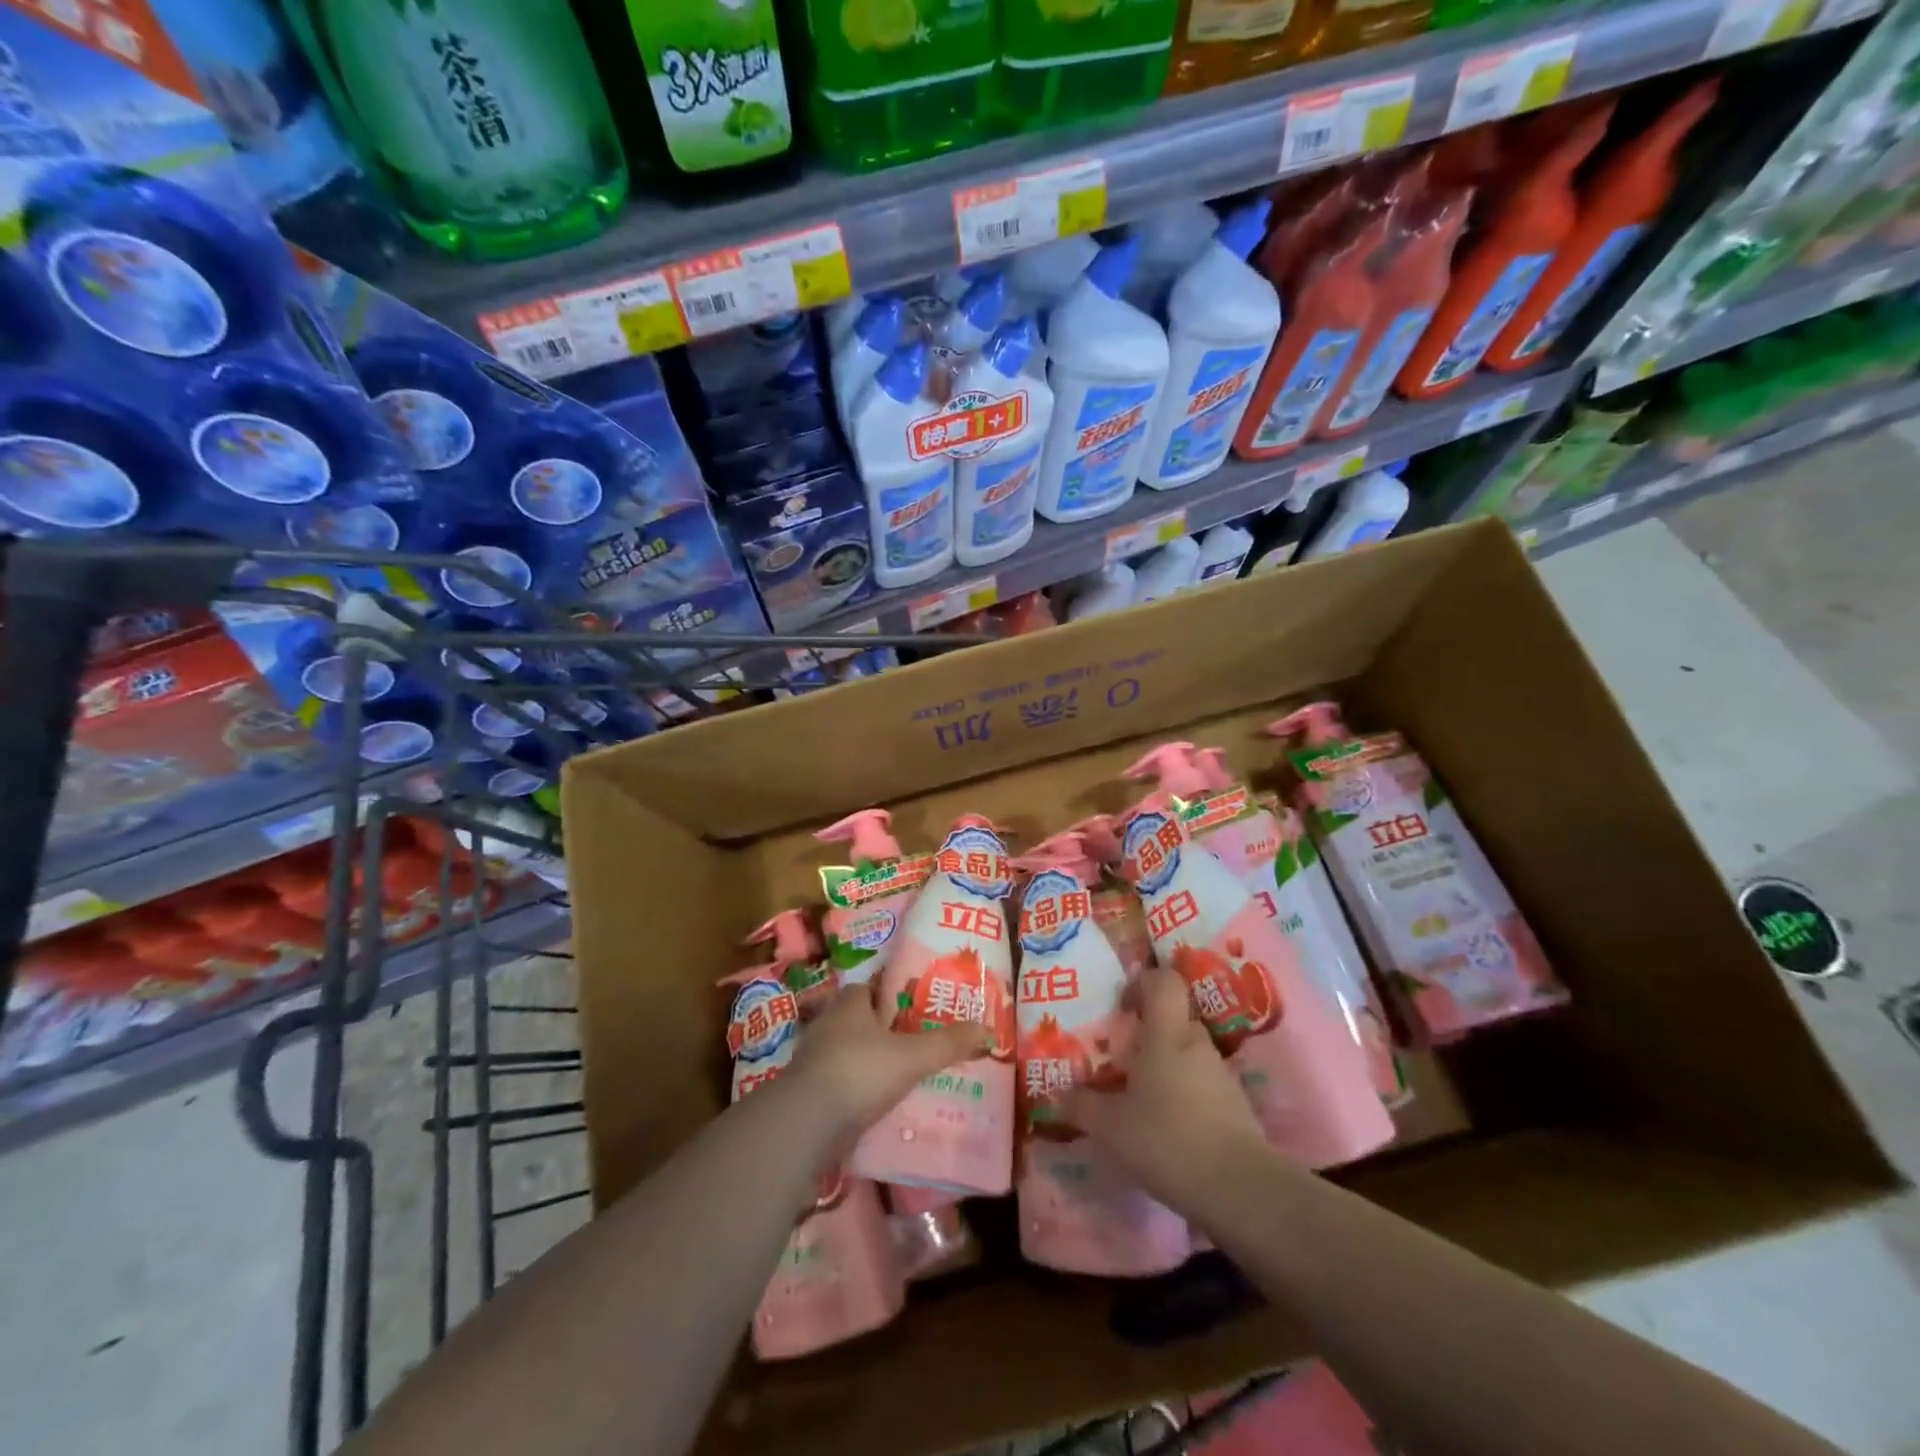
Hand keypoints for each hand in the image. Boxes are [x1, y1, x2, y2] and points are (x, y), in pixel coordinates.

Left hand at [789, 982, 989, 1141]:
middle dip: (886, 1030)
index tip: (917, 1004)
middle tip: (919, 1041)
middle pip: (861, 1021)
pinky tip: (883, 1106)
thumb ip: (948, 1043)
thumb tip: (988, 1029)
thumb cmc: (859, 1072)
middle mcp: (829, 1025)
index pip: (871, 987)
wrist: (804, 1125)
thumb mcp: (912, 1056)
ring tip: (907, 1075)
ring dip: (873, 1063)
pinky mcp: (810, 1095)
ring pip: (851, 1054)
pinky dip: (861, 1092)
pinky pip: (843, 1085)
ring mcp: (815, 1061)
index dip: (892, 993)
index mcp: (849, 1004)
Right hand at [1060, 966, 1269, 1211]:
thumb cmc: (1167, 1138)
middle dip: (1150, 1032)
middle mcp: (1196, 1044)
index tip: (1123, 1007)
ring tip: (1142, 1099)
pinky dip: (1186, 1096)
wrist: (1239, 1188)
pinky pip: (1204, 1085)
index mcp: (1166, 1034)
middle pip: (1175, 1019)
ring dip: (1168, 1066)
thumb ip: (1081, 1106)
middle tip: (1124, 1058)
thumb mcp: (1110, 1126)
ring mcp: (1221, 1074)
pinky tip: (1169, 1128)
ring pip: (1189, 1054)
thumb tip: (1055, 1096)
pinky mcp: (1236, 1106)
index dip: (1143, 983)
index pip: (1164, 981)